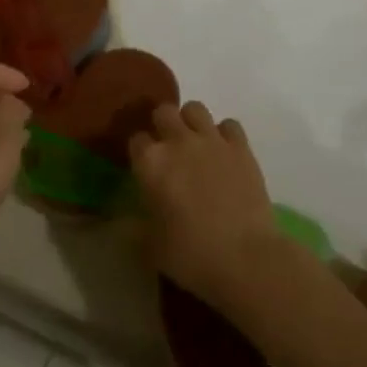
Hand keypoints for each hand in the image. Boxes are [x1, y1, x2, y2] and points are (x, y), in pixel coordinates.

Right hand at [130, 102, 282, 305]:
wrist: (245, 258)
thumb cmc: (191, 255)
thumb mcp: (150, 247)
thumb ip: (133, 226)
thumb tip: (121, 220)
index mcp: (150, 163)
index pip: (136, 140)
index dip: (139, 152)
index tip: (144, 167)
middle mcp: (178, 142)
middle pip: (164, 112)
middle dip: (162, 126)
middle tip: (168, 149)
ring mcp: (212, 140)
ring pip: (195, 108)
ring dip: (191, 122)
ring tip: (195, 144)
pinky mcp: (241, 147)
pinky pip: (229, 124)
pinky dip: (224, 134)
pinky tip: (224, 152)